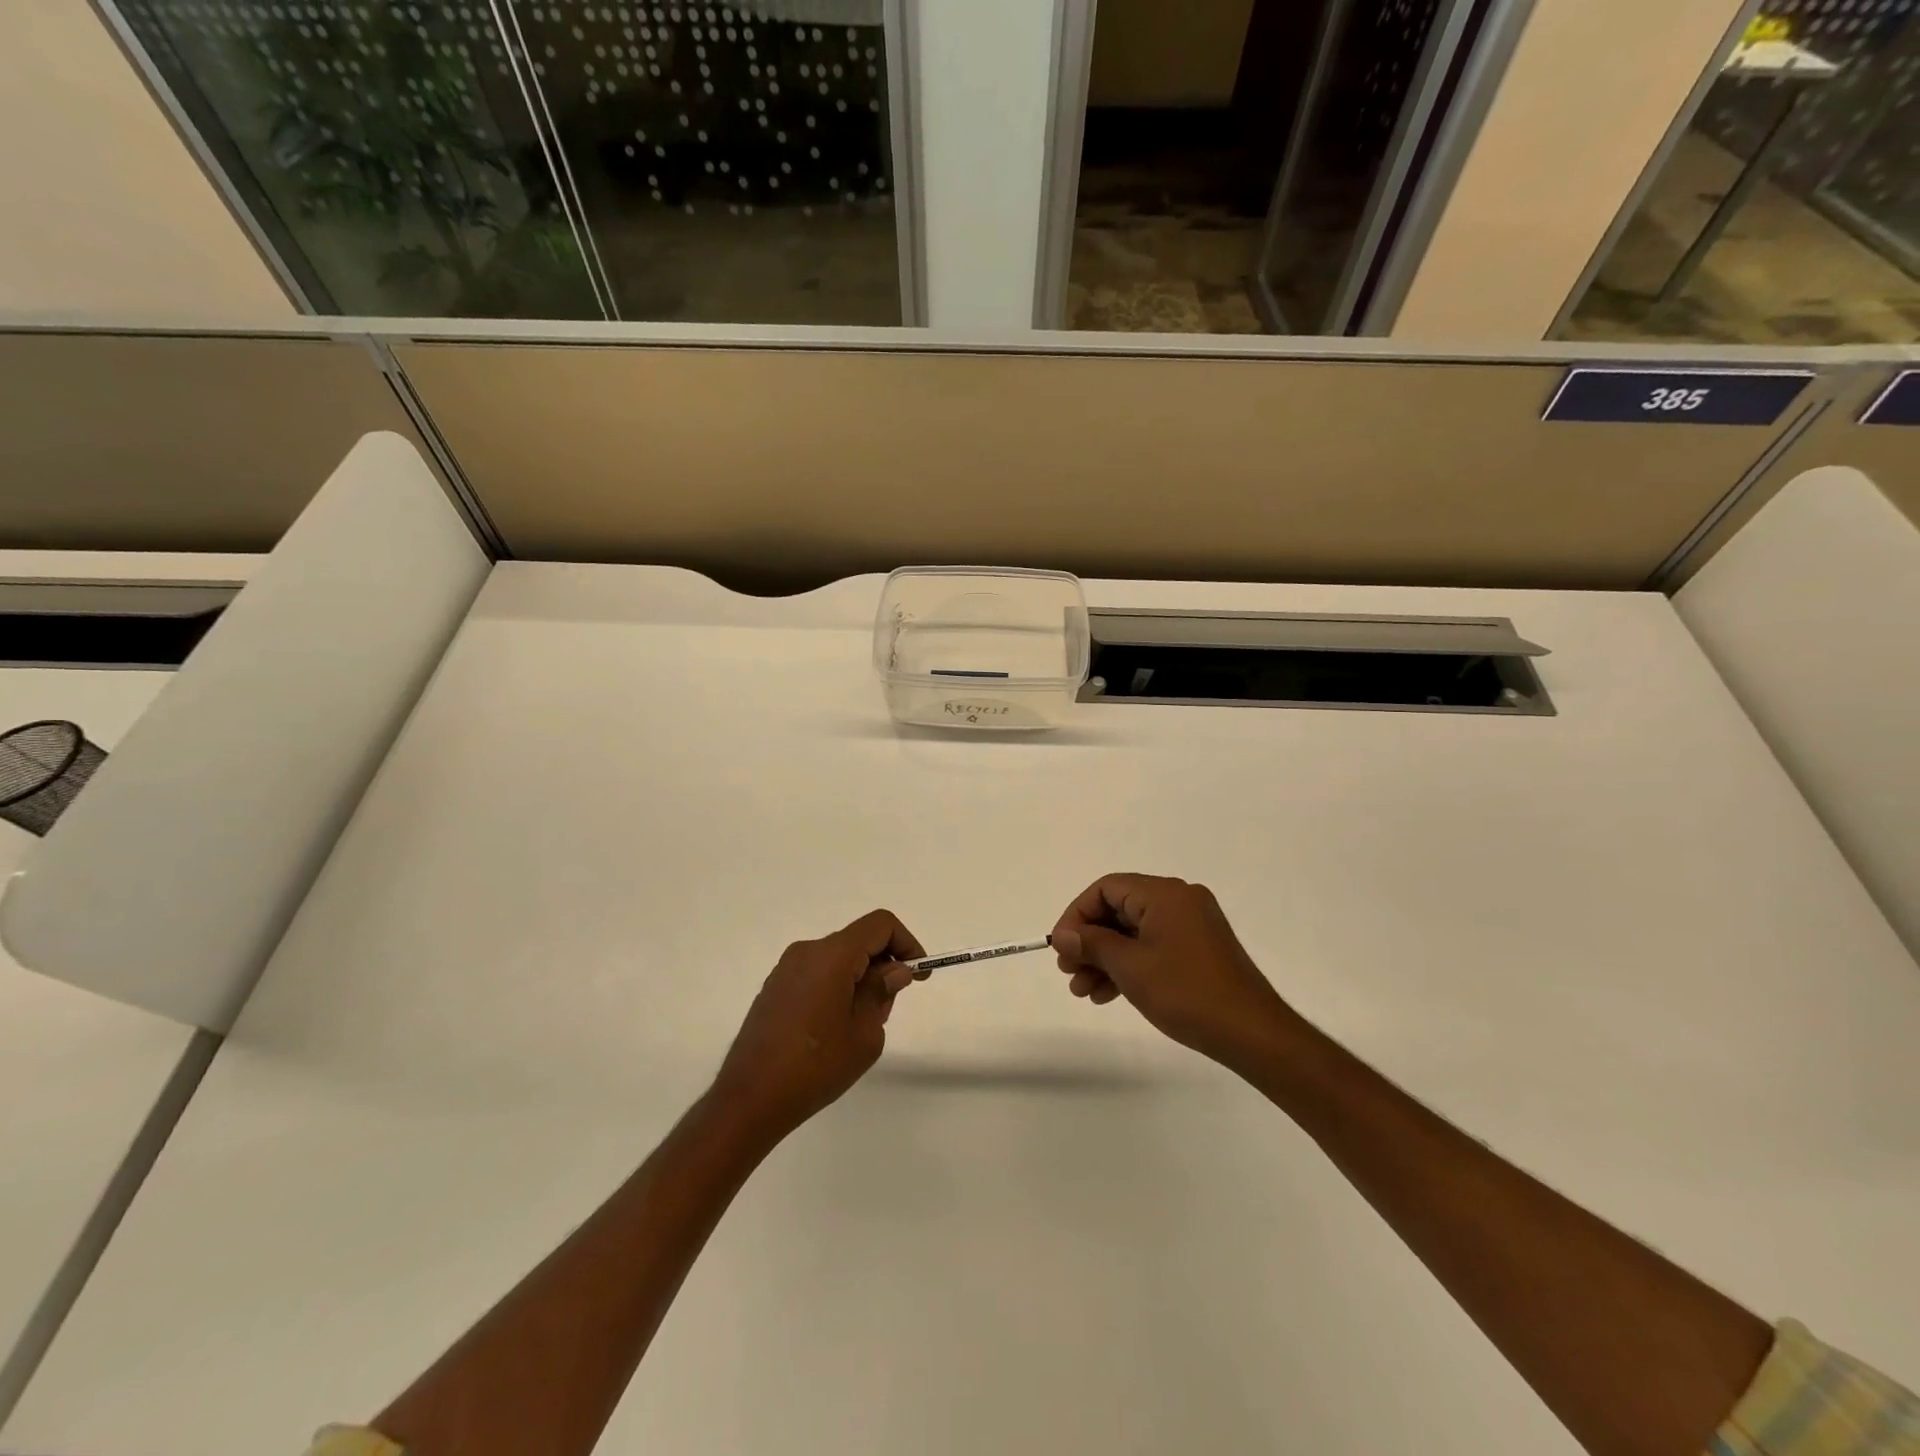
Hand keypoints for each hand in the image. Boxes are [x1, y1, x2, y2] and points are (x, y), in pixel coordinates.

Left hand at [711, 909, 923, 1139]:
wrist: (750, 1099)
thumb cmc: (815, 1066)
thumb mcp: (865, 1033)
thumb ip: (882, 992)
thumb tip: (893, 971)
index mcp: (831, 956)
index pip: (879, 925)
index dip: (906, 943)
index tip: (917, 976)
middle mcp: (807, 952)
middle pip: (858, 941)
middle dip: (883, 966)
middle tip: (888, 1008)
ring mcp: (786, 969)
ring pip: (838, 959)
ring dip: (860, 978)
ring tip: (861, 1025)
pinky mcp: (775, 989)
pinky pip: (817, 974)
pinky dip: (837, 986)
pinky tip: (834, 1029)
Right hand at [1051, 874, 1298, 1072]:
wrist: (1252, 1033)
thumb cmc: (1186, 993)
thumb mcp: (1130, 967)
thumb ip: (1092, 944)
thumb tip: (1063, 934)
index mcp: (1165, 893)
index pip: (1106, 889)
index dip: (1077, 915)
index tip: (1060, 947)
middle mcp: (1179, 899)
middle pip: (1119, 909)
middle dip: (1089, 942)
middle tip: (1068, 973)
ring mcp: (1192, 924)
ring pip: (1134, 932)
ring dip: (1105, 958)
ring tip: (1083, 992)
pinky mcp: (1198, 948)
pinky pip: (1153, 945)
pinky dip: (1129, 965)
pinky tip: (1108, 994)